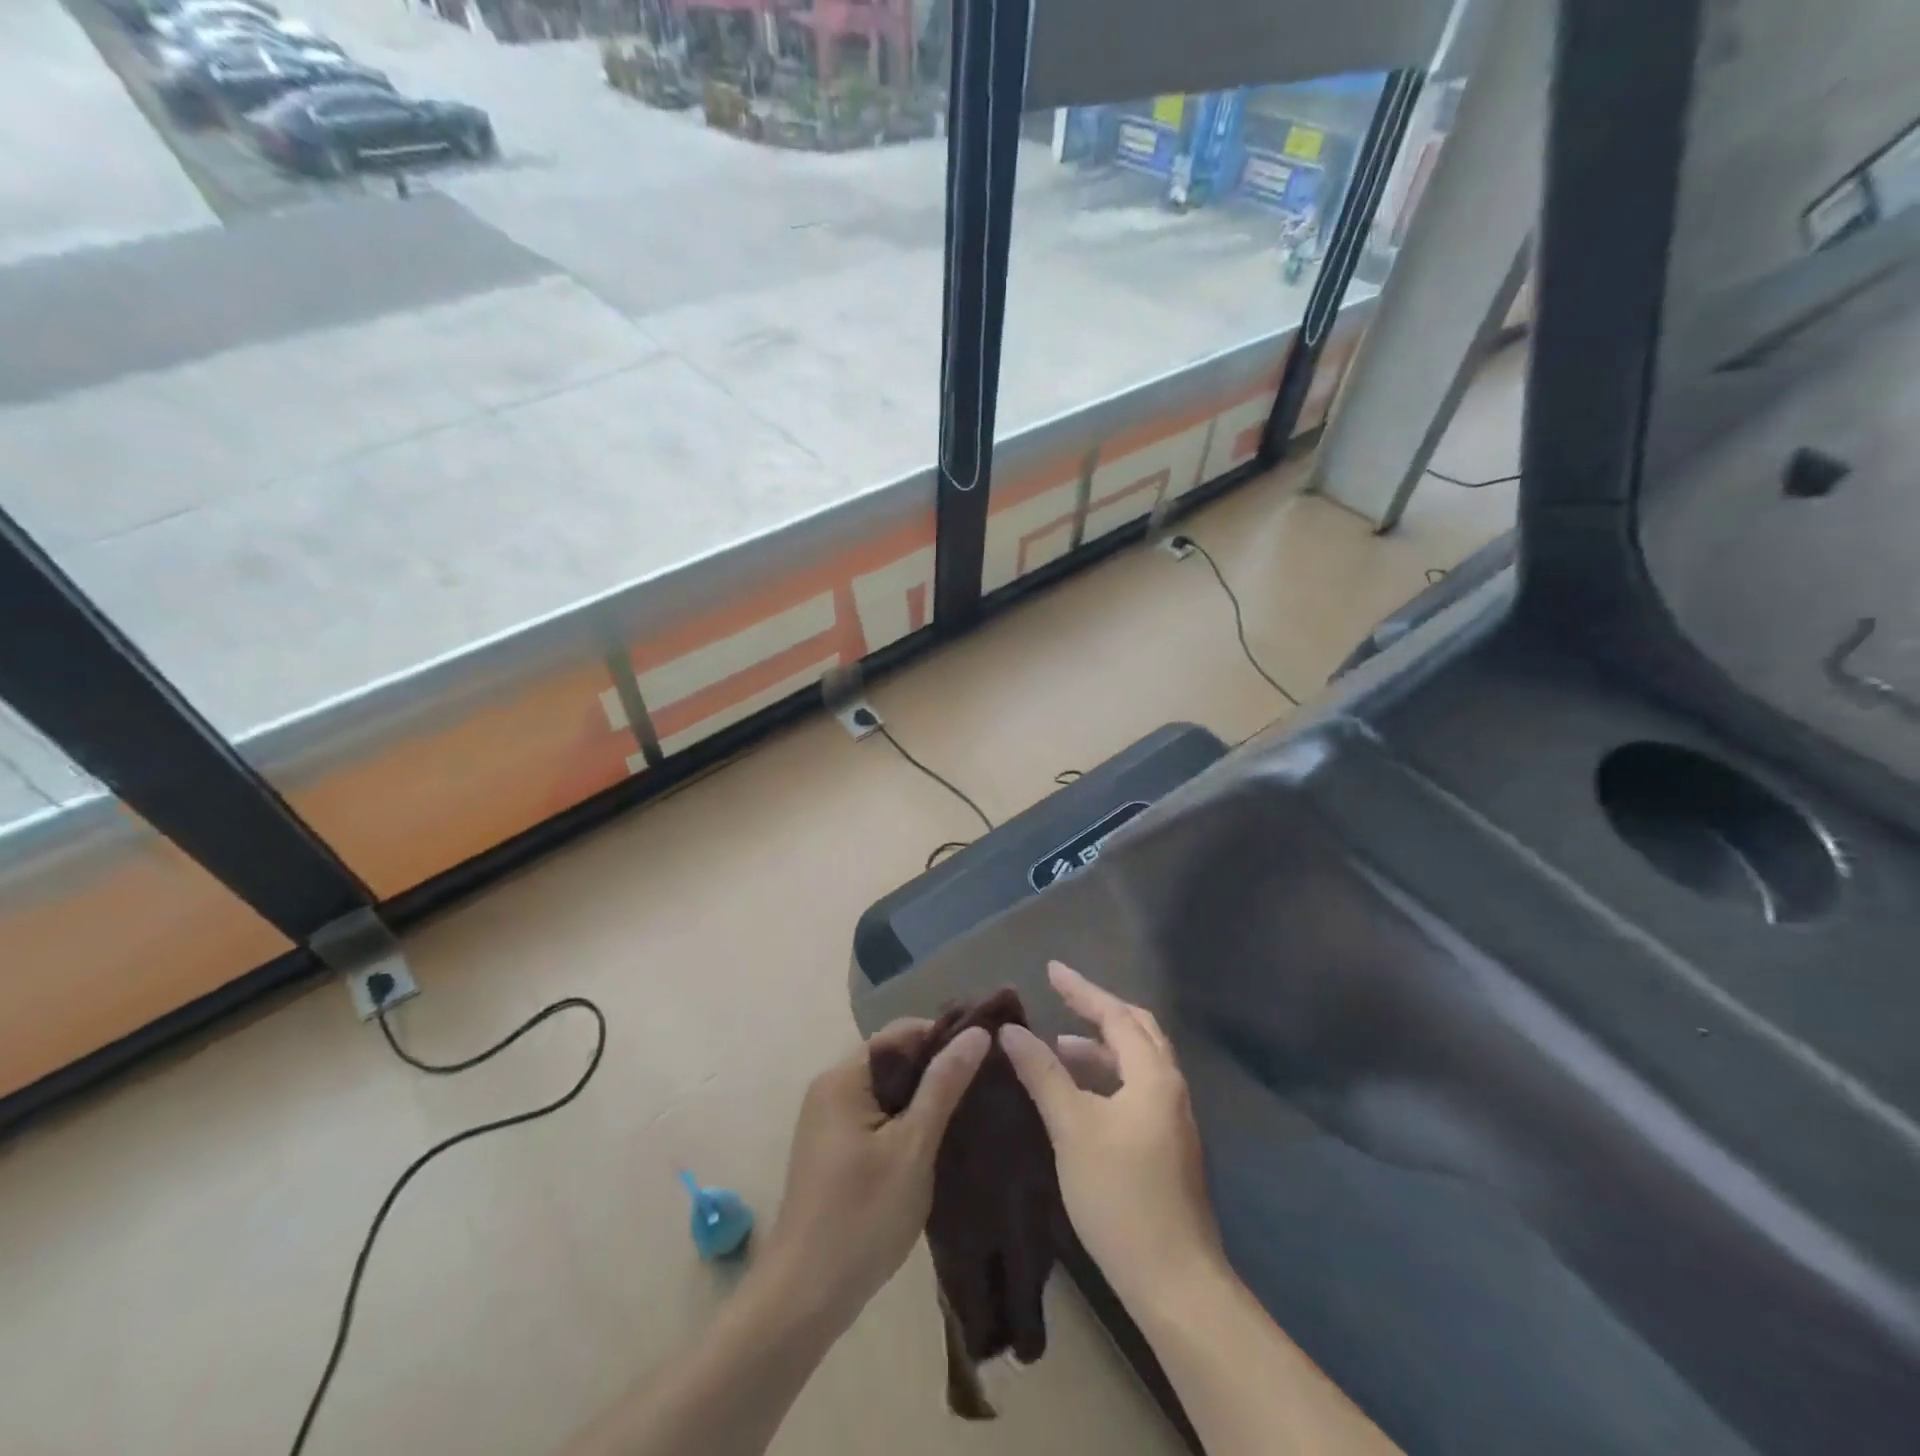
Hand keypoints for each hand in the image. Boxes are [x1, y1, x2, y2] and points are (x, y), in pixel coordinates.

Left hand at [762, 1019, 989, 1331]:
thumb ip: (943, 1085)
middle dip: (937, 1067)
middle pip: (894, 1058)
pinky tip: (939, 1136)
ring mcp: (829, 1119)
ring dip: (924, 1095)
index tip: (988, 1051)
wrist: (804, 1297)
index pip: (902, 1032)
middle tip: (986, 1081)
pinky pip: (877, 1114)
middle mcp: (831, 1087)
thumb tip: (977, 1032)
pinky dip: (907, 1118)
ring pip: (888, 1089)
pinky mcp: (834, 1148)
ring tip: (971, 1105)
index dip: (945, 1036)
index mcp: (844, 1077)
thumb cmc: (862, 1216)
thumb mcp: (913, 1147)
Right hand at [1000, 962, 1224, 1304]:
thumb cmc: (1120, 1195)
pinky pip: (1136, 1089)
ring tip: (1061, 1048)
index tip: (1051, 969)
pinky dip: (1108, 1077)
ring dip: (1102, 1047)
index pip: (1116, 1015)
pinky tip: (1081, 1096)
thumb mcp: (1073, 1128)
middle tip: (1064, 998)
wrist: (1174, 1281)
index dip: (1082, 990)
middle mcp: (1170, 1088)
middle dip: (1099, 1010)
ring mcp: (1173, 1119)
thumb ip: (1043, 1074)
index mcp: (1154, 1075)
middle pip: (1137, 1030)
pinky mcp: (1167, 1146)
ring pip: (1137, 1063)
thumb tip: (1011, 1030)